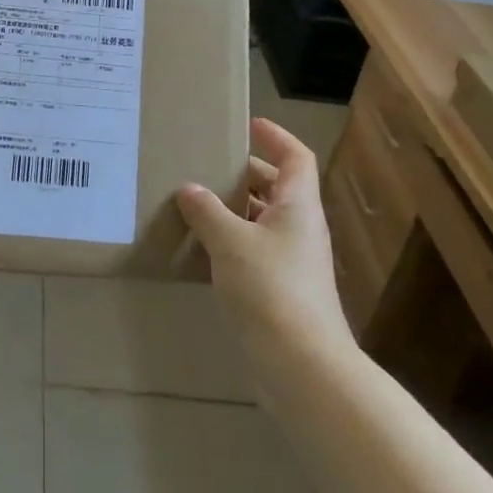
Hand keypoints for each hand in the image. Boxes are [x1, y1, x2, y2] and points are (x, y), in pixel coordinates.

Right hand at [176, 119, 347, 361]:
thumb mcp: (231, 242)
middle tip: (209, 166)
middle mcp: (301, 229)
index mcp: (298, 206)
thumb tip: (189, 189)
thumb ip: (207, 211)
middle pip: (279, 188)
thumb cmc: (271, 288)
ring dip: (236, 211)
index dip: (276, 137)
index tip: (249, 125)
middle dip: (247, 174)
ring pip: (265, 222)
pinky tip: (203, 250)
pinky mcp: (282, 292)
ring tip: (197, 204)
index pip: (296, 157)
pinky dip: (233, 243)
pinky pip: (256, 252)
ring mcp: (294, 262)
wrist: (303, 367)